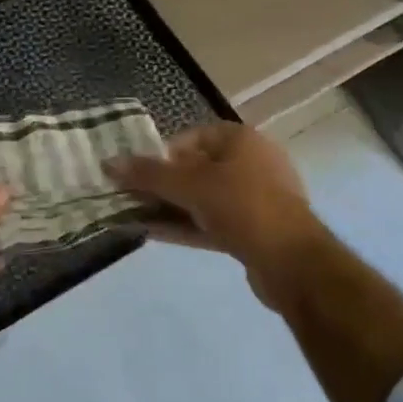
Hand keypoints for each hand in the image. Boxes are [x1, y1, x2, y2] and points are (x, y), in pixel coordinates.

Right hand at [107, 122, 323, 294]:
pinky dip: (184, 226)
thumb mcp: (190, 185)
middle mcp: (251, 164)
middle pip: (195, 169)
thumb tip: (108, 163)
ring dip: (169, 207)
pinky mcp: (254, 232)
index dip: (162, 154)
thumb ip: (148, 174)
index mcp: (241, 140)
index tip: (139, 173)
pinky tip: (152, 233)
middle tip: (131, 196)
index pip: (191, 138)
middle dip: (161, 184)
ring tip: (133, 216)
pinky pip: (211, 223)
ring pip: (202, 199)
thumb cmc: (242, 206)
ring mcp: (255, 200)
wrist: (294, 263)